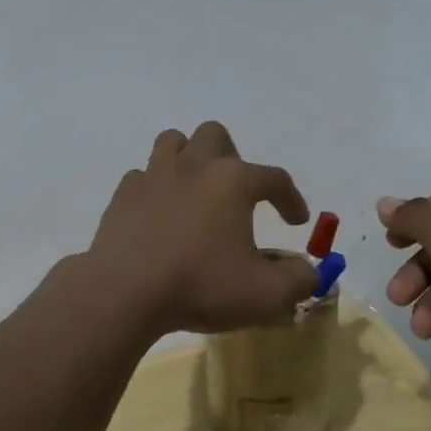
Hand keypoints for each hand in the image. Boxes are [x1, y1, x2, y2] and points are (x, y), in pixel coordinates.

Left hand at [87, 122, 315, 335]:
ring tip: (195, 191)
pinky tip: (159, 216)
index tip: (295, 221)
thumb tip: (307, 271)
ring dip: (189, 159)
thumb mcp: (265, 294)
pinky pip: (143, 176)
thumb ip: (298, 279)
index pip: (274, 178)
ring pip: (173, 142)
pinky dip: (155, 189)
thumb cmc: (201, 286)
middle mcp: (194, 166)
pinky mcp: (123, 195)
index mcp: (233, 181)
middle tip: (236, 194)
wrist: (125, 292)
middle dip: (231, 158)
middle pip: (216, 136)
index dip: (291, 198)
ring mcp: (153, 176)